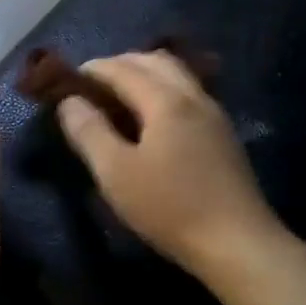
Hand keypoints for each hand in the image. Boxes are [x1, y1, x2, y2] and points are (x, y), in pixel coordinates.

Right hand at [56, 50, 278, 276]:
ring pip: (176, 75)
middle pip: (154, 61)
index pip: (122, 68)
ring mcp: (213, 114)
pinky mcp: (222, 135)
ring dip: (144, 75)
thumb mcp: (116, 173)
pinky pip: (188, 93)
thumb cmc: (170, 207)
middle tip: (92, 85)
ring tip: (118, 98)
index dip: (92, 70)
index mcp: (165, 100)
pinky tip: (151, 119)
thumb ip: (89, 132)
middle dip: (120, 64)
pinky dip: (162, 91)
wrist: (238, 244)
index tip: (67, 80)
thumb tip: (69, 101)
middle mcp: (193, 96)